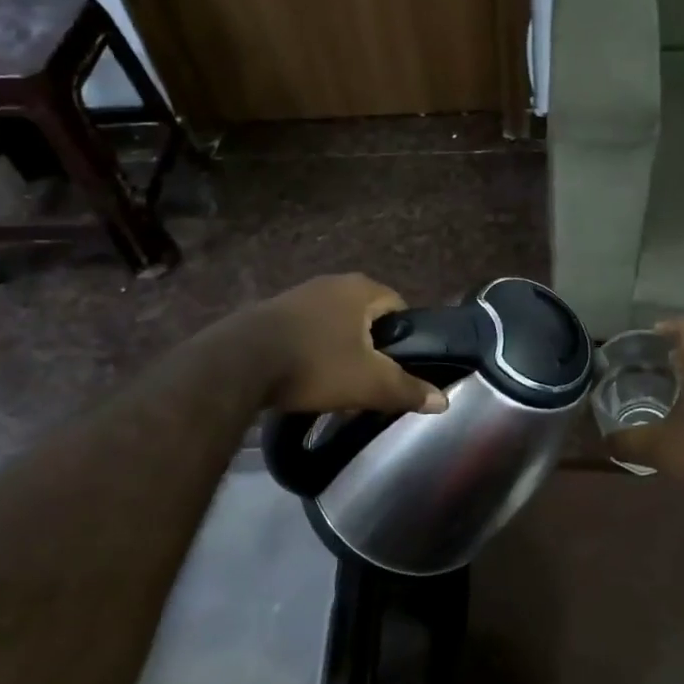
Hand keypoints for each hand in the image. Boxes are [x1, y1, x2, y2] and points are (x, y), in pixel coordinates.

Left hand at [251, 274, 447, 415]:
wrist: (238, 364)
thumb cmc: (316, 365)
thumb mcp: (369, 384)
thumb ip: (408, 390)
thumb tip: (444, 401)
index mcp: (361, 290)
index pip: (398, 307)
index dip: (404, 337)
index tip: (399, 367)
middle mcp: (332, 282)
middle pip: (366, 315)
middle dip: (371, 346)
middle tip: (370, 379)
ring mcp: (299, 294)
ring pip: (335, 322)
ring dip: (340, 348)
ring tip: (337, 382)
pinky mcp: (272, 311)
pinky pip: (306, 329)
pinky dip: (313, 348)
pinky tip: (305, 375)